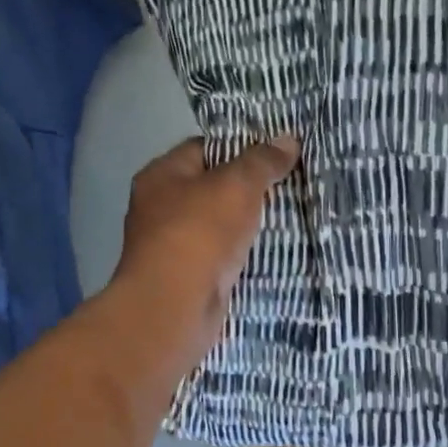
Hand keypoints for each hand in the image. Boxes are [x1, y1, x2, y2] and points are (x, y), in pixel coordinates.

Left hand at [113, 133, 300, 359]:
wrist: (175, 308)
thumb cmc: (200, 234)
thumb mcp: (237, 186)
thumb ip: (262, 162)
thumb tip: (288, 139)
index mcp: (161, 176)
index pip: (203, 148)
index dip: (239, 148)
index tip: (275, 156)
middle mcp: (159, 208)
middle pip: (210, 189)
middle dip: (246, 191)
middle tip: (287, 188)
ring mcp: (171, 247)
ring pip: (217, 227)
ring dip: (244, 227)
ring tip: (286, 219)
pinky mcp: (186, 279)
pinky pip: (219, 258)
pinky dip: (240, 257)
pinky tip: (268, 255)